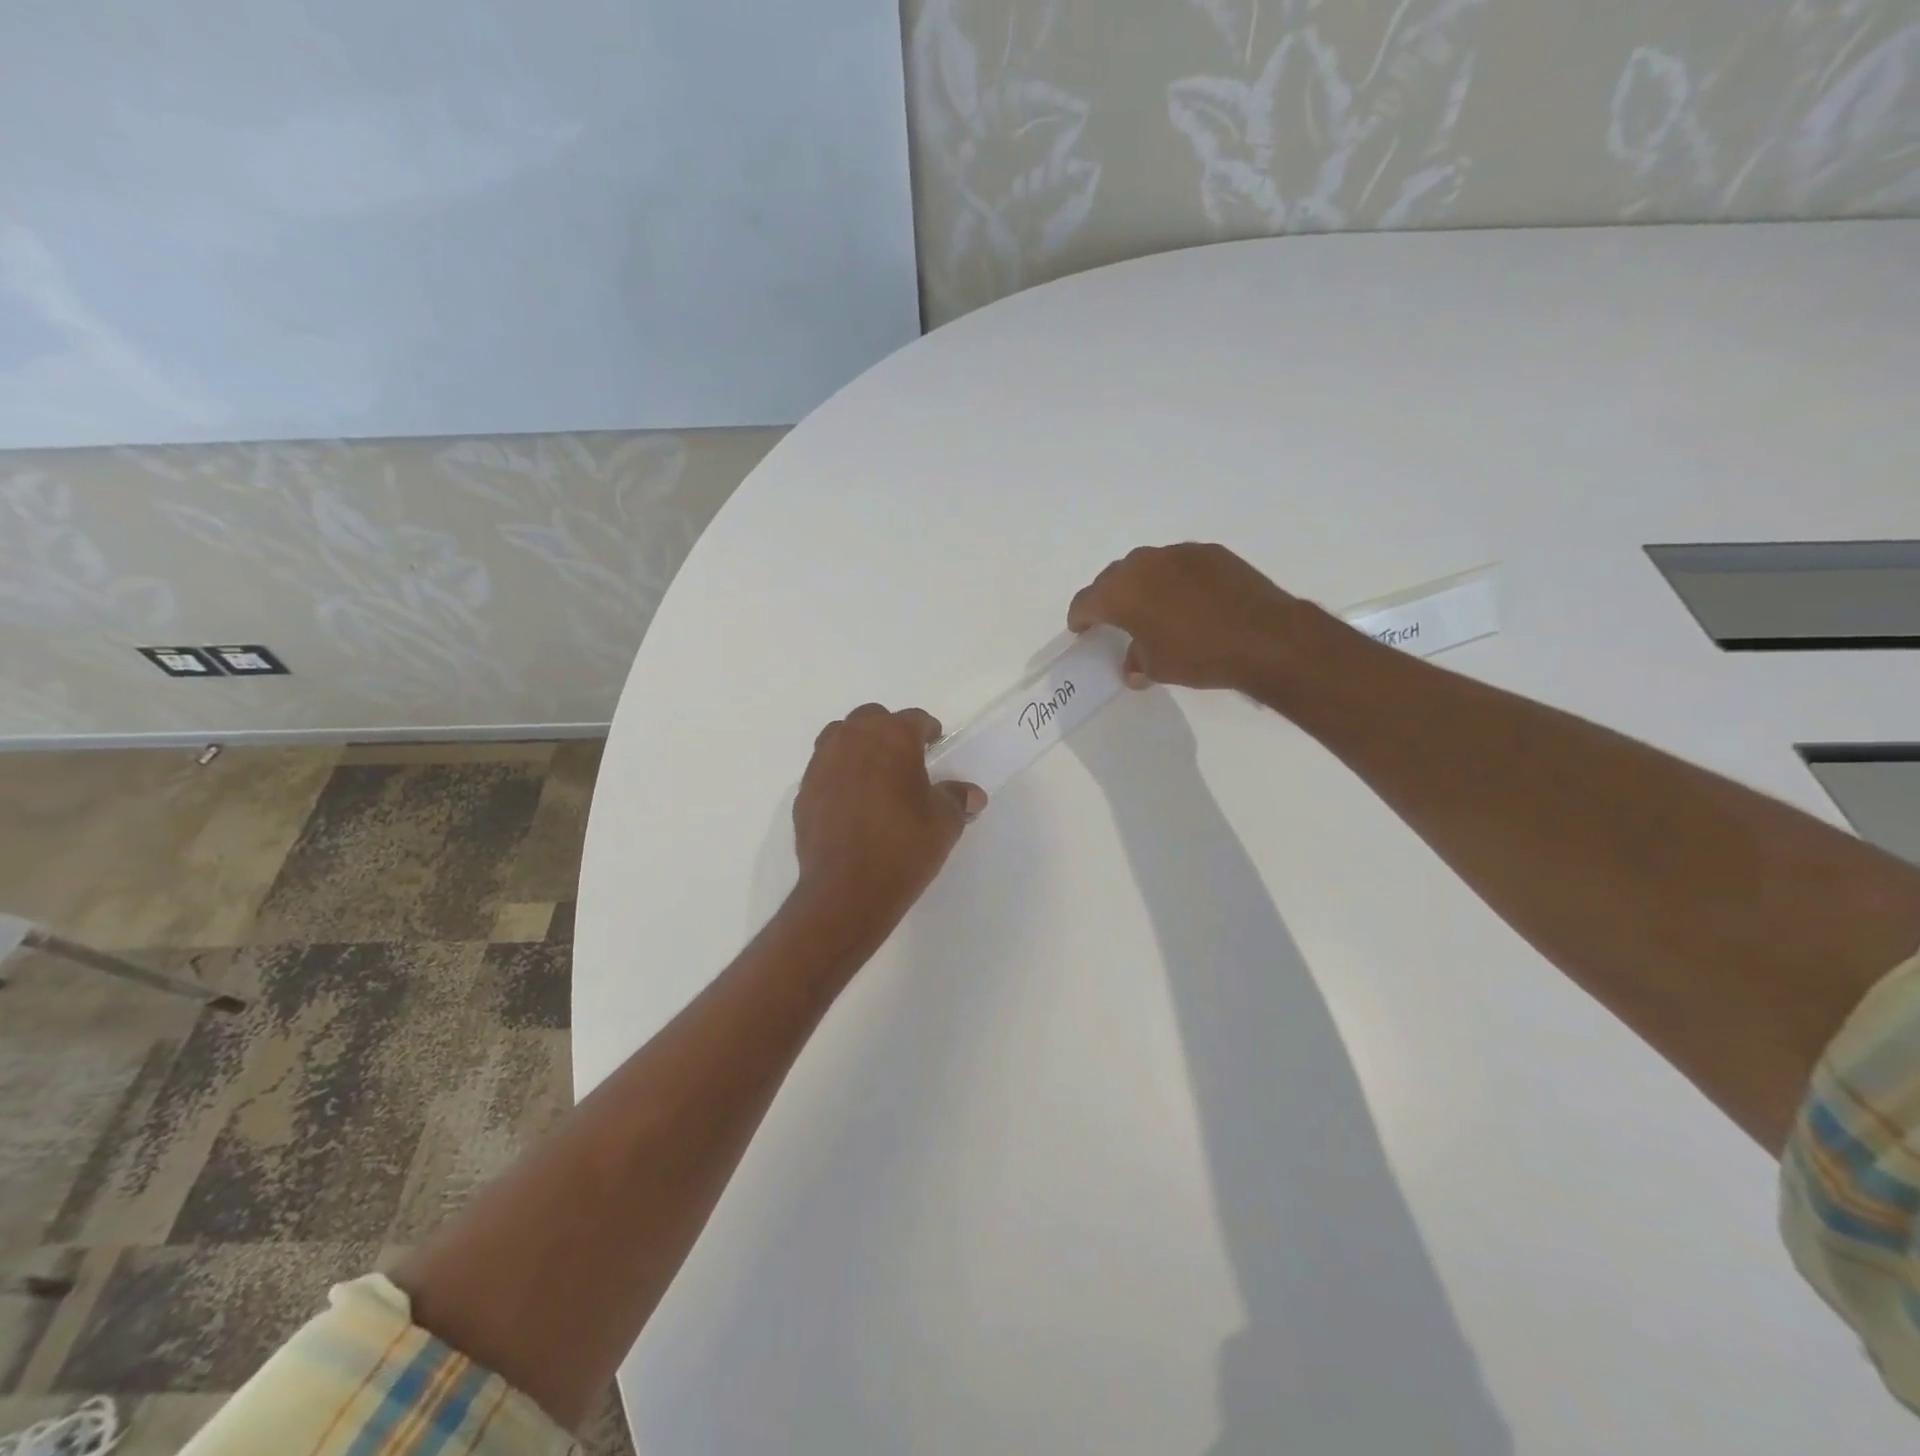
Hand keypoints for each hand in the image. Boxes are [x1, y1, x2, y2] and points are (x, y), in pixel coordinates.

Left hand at [792, 704, 986, 927]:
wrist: (846, 889)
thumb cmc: (903, 847)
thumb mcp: (944, 823)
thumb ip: (956, 799)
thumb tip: (970, 795)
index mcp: (892, 737)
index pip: (914, 719)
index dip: (928, 731)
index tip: (935, 744)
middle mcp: (853, 740)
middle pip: (872, 718)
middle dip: (889, 732)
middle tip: (904, 759)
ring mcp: (822, 764)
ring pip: (840, 737)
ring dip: (857, 747)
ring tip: (873, 775)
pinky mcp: (803, 792)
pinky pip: (824, 770)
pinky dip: (838, 775)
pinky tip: (850, 802)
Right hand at [1067, 543, 1303, 691]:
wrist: (1264, 637)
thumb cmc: (1198, 656)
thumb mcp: (1158, 667)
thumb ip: (1136, 661)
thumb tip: (1133, 665)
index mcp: (1121, 592)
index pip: (1086, 602)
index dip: (1080, 618)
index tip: (1082, 629)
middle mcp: (1143, 564)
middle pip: (1113, 578)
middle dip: (1109, 598)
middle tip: (1115, 619)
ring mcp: (1178, 554)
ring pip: (1146, 566)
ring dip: (1142, 585)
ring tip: (1153, 607)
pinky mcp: (1210, 552)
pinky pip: (1179, 564)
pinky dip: (1174, 579)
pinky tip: (1189, 600)